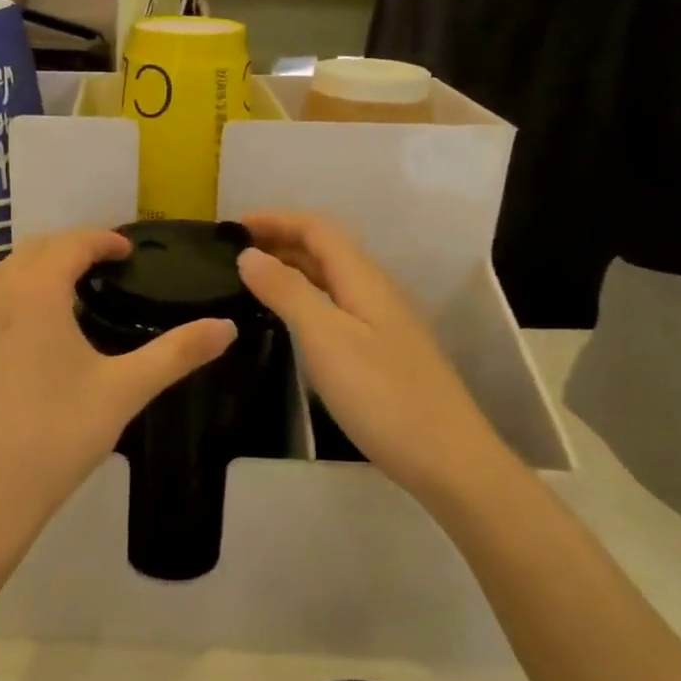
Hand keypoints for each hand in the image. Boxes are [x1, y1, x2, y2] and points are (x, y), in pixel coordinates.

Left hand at [0, 230, 235, 532]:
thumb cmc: (55, 434)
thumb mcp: (123, 391)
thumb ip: (177, 353)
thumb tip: (229, 327)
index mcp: (34, 290)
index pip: (71, 243)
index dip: (103, 240)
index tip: (129, 251)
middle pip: (36, 249)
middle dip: (73, 248)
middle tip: (108, 267)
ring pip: (8, 272)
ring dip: (42, 269)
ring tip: (76, 294)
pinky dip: (18, 293)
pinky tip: (37, 330)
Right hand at [236, 213, 498, 493]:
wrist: (448, 460)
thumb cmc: (382, 394)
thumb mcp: (325, 338)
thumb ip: (286, 292)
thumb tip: (249, 255)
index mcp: (364, 279)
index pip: (317, 229)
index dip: (276, 220)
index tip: (233, 227)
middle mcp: (376, 292)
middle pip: (325, 250)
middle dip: (280, 242)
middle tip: (232, 255)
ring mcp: (383, 323)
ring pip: (331, 280)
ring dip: (291, 270)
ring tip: (251, 281)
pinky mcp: (383, 352)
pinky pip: (336, 307)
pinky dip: (305, 300)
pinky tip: (288, 322)